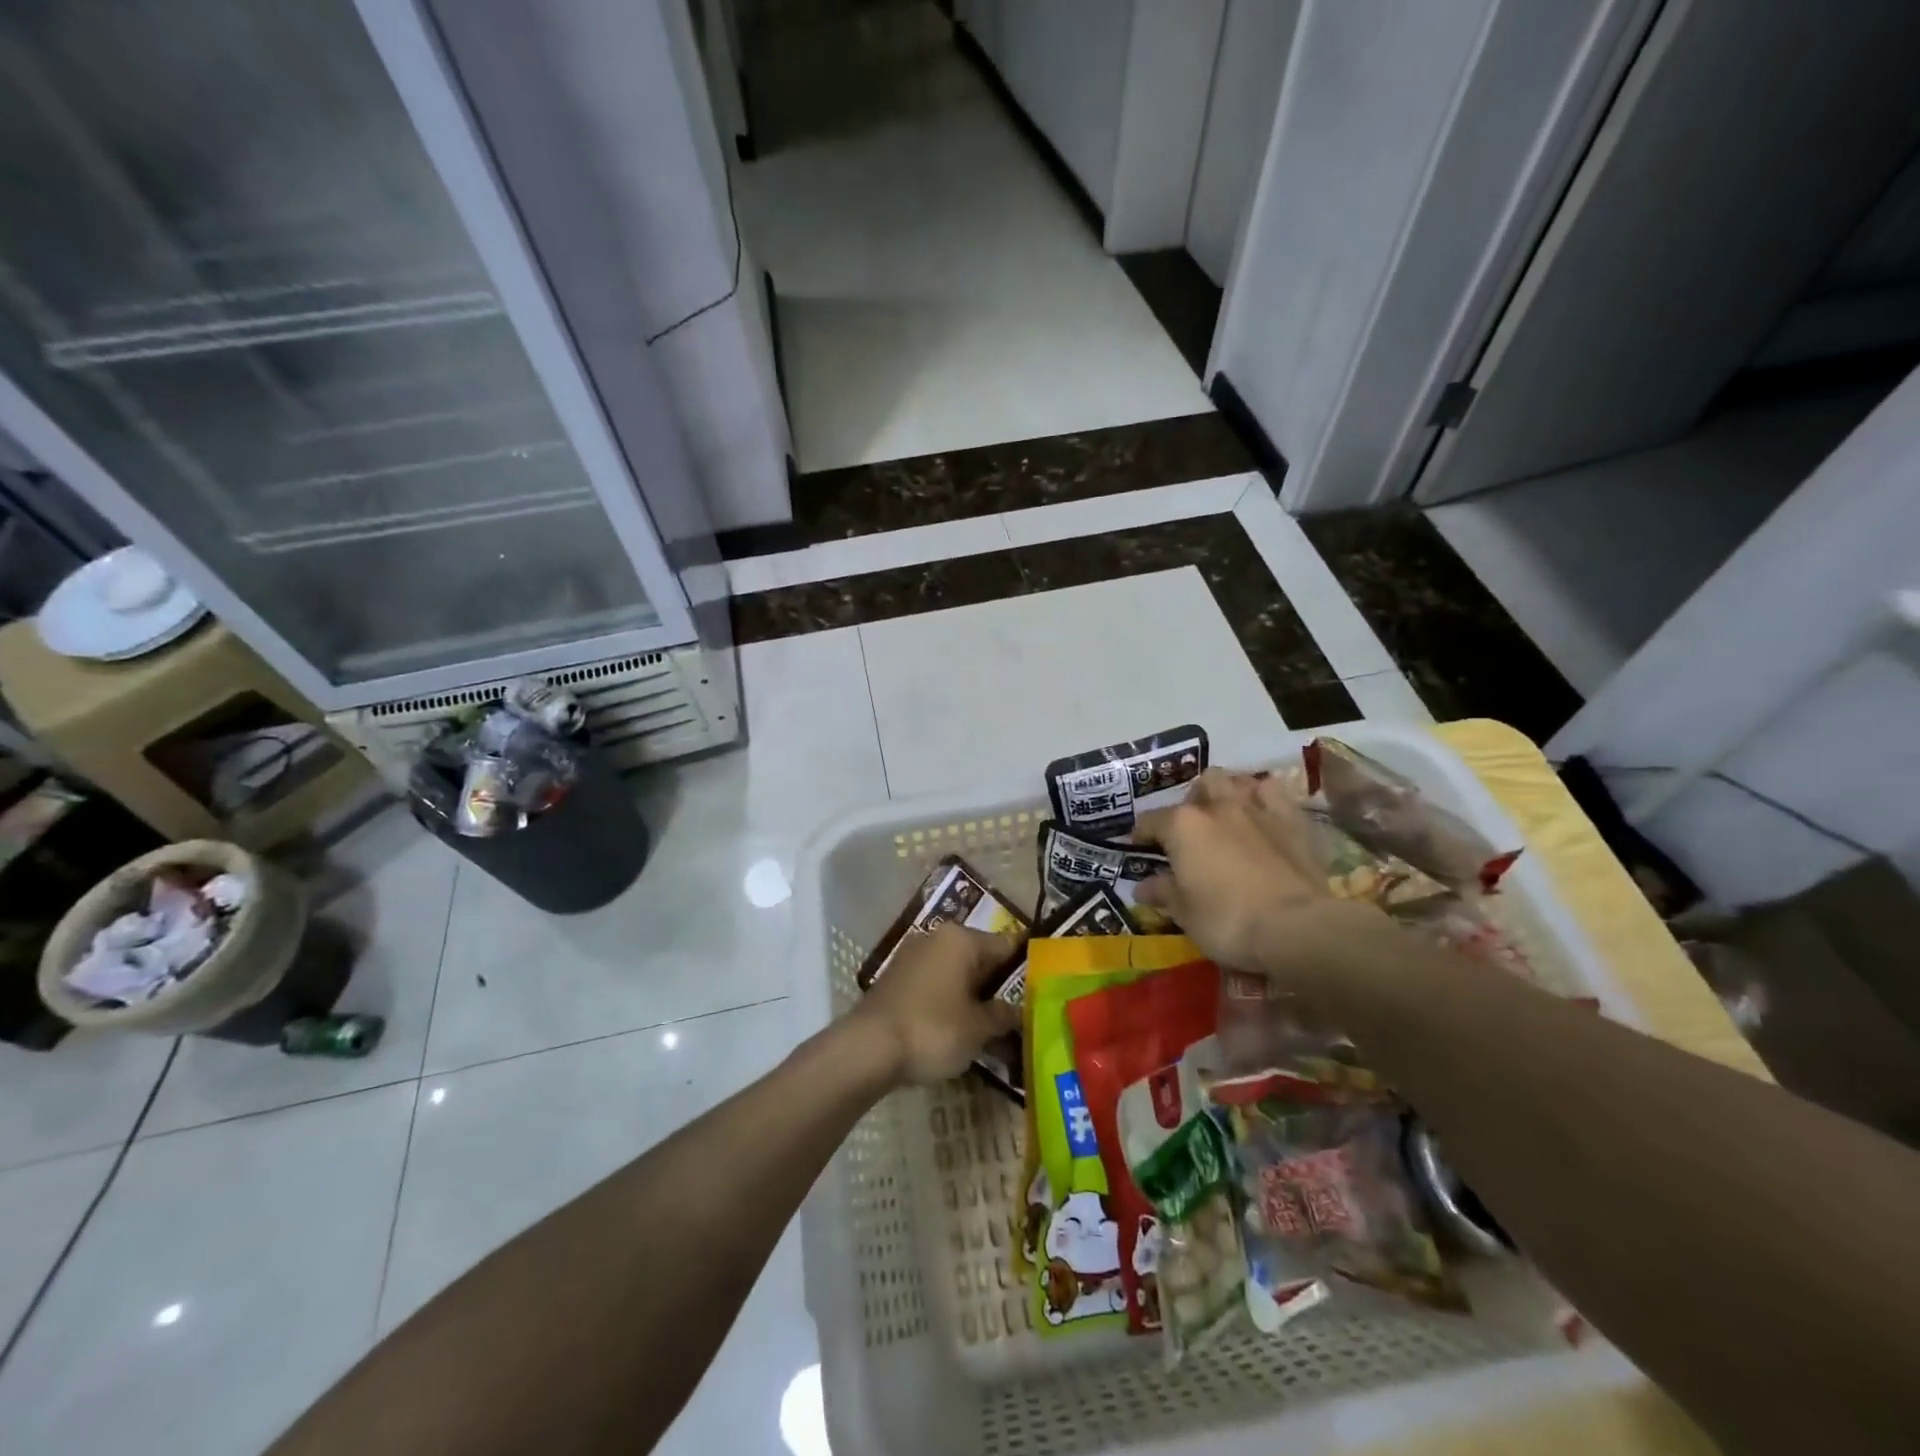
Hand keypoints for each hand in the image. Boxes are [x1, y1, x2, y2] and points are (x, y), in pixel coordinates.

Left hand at [849, 923, 1022, 1086]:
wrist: (867, 1048)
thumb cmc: (933, 1030)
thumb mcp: (978, 1028)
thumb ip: (1002, 1016)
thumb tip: (1018, 1011)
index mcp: (962, 939)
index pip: (1006, 946)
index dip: (1026, 969)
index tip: (1042, 990)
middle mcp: (937, 938)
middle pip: (980, 957)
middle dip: (997, 985)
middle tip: (1018, 1015)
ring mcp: (913, 955)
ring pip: (956, 971)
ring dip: (972, 994)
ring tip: (989, 1027)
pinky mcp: (896, 977)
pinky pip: (935, 983)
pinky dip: (948, 1000)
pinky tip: (956, 1027)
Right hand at [1134, 769, 1382, 982]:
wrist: (1297, 927)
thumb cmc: (1227, 920)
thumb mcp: (1184, 913)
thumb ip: (1163, 892)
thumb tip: (1142, 886)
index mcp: (1182, 825)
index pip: (1150, 821)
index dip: (1141, 834)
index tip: (1140, 848)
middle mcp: (1217, 806)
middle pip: (1200, 785)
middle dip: (1193, 801)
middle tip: (1192, 829)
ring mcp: (1258, 809)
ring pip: (1237, 781)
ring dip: (1229, 793)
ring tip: (1227, 815)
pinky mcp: (1293, 820)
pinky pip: (1274, 794)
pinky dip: (1264, 800)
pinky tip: (1262, 816)